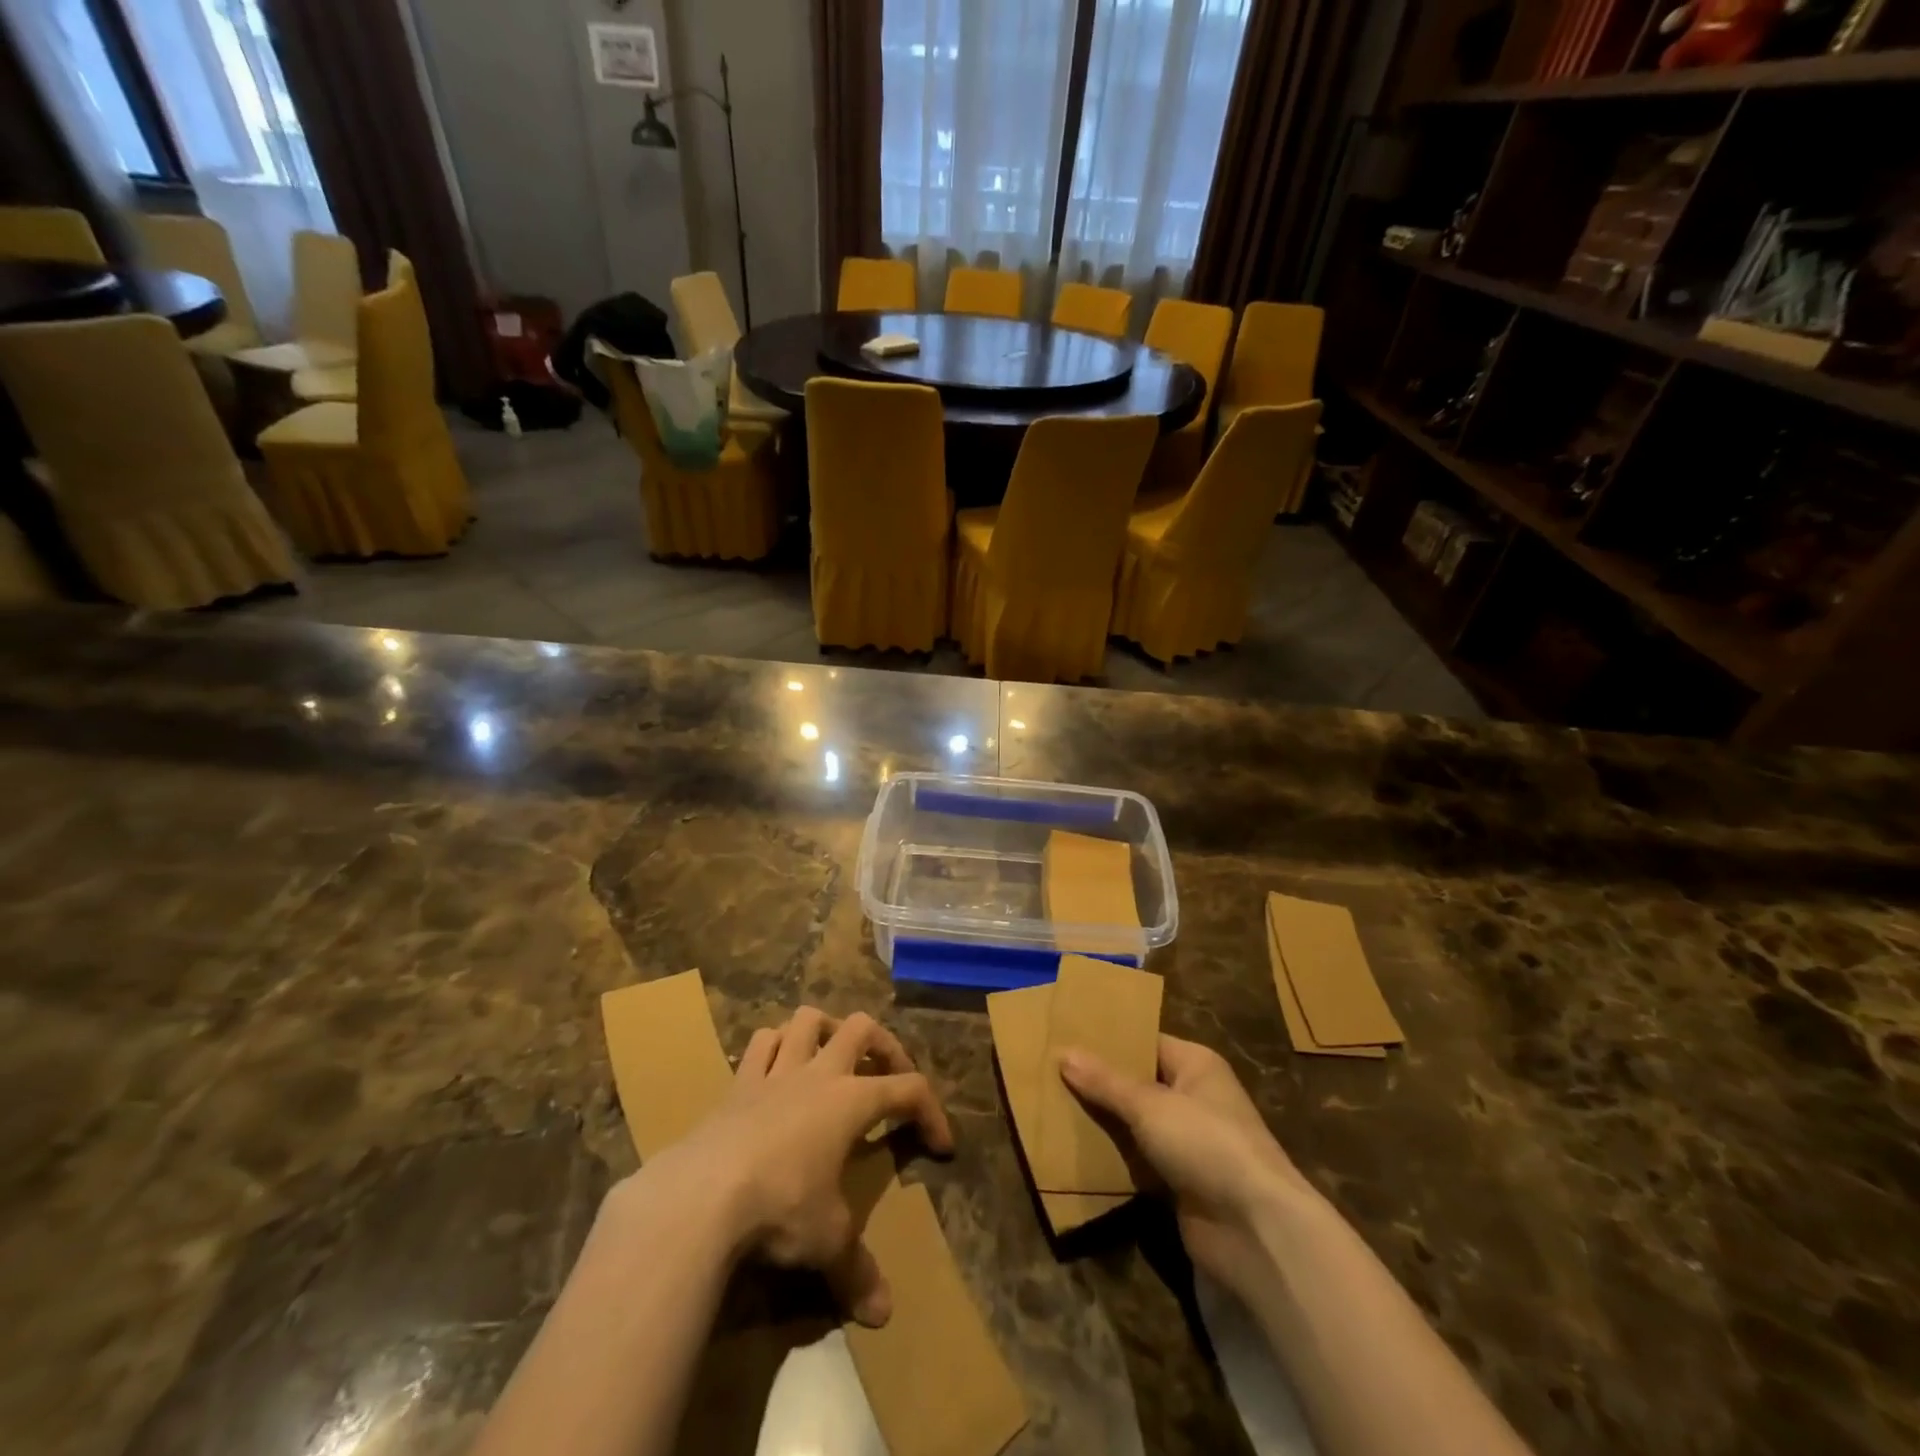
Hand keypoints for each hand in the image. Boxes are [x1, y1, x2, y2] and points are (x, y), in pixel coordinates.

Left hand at [640, 1007, 952, 1327]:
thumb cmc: (780, 1206)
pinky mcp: (737, 1084)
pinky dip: (774, 1047)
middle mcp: (819, 1074)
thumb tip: (882, 1314)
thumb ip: (856, 1271)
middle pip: (862, 1028)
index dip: (932, 1112)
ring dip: (825, 1030)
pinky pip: (759, 1045)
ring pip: (807, 1020)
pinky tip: (775, 1068)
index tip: (941, 1147)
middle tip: (888, 1077)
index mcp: (852, 1101)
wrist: (701, 1195)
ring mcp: (775, 1073)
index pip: (909, 1090)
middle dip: (884, 1046)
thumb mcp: (826, 1242)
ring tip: (832, 1056)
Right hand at [1060, 1036, 1312, 1294]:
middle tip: (1049, 1072)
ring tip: (1051, 1107)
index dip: (1108, 1040)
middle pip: (1137, 1082)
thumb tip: (1064, 1052)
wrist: (1256, 1229)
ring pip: (1135, 1123)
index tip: (1065, 1037)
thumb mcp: (1149, 1105)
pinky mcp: (1180, 1182)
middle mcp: (1194, 1097)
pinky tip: (1075, 1151)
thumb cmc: (1206, 1144)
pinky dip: (1113, 1158)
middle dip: (1099, 1082)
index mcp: (1195, 1065)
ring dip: (1103, 1122)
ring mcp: (1188, 1142)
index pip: (1145, 1041)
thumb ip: (1105, 1082)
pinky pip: (1138, 1160)